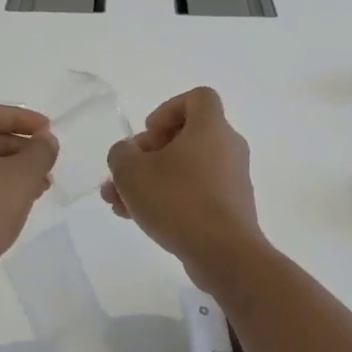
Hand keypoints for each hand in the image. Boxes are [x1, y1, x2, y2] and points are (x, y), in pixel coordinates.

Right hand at [103, 88, 265, 281]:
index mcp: (211, 128)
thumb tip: (128, 155)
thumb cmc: (178, 200)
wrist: (224, 253)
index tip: (148, 134)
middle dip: (147, 154)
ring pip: (185, 169)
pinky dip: (169, 199)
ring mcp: (232, 180)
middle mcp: (228, 148)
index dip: (168, 109)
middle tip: (124, 174)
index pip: (198, 98)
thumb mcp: (131, 172)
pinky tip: (139, 219)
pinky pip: (195, 193)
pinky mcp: (230, 208)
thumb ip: (121, 154)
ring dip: (151, 181)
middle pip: (185, 137)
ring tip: (119, 203)